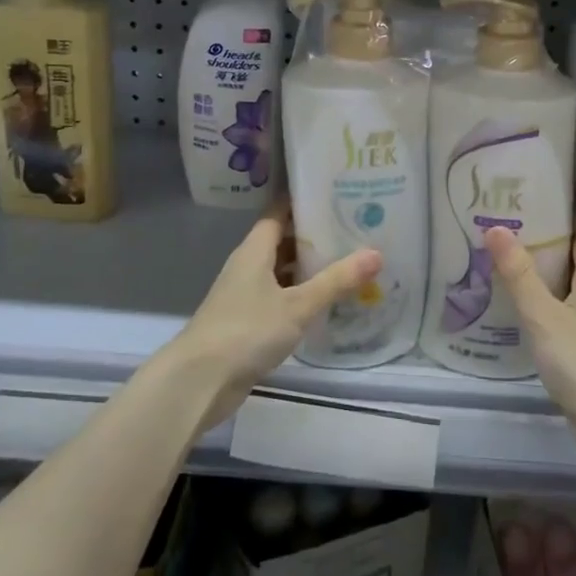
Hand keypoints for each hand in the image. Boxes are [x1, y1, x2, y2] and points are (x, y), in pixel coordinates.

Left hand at [166, 211, 381, 432]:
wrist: (199, 381)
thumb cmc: (246, 331)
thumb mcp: (298, 305)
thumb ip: (336, 281)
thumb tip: (376, 254)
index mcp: (254, 251)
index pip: (279, 212)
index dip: (304, 202)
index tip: (336, 195)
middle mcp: (247, 266)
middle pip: (282, 241)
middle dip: (314, 236)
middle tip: (353, 230)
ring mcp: (244, 295)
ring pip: (281, 271)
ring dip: (308, 269)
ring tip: (348, 263)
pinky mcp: (246, 321)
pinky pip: (278, 298)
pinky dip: (299, 296)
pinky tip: (325, 303)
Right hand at [485, 223, 575, 471]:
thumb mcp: (544, 316)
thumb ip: (520, 275)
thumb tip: (495, 227)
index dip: (565, 215)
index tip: (533, 200)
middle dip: (547, 242)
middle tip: (507, 228)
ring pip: (568, 288)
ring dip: (543, 275)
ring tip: (506, 261)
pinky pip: (563, 315)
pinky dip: (543, 305)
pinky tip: (519, 309)